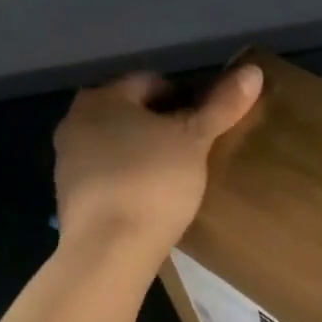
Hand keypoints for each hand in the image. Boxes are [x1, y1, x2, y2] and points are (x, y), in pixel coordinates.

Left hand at [53, 65, 263, 265]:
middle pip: (131, 113)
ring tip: (179, 173)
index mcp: (101, 97)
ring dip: (145, 152)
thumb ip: (221, 105)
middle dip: (162, 124)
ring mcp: (68, 162)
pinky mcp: (71, 198)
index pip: (150, 82)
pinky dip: (131, 179)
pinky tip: (154, 198)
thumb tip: (252, 71)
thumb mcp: (194, 140)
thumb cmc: (152, 181)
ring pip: (117, 144)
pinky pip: (109, 176)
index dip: (185, 96)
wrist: (109, 249)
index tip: (208, 121)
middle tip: (197, 146)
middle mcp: (75, 122)